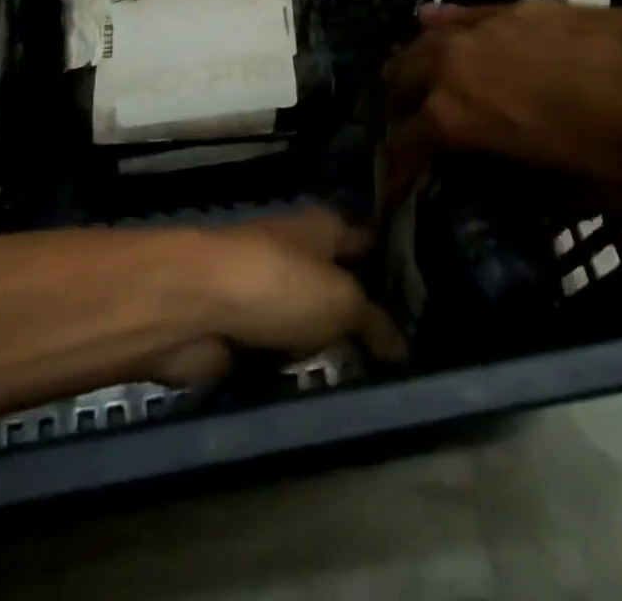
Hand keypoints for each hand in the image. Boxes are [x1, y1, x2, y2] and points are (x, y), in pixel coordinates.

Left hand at [152, 208, 406, 386]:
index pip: (368, 240)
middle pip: (341, 284)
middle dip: (367, 317)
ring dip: (332, 349)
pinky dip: (298, 369)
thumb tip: (402, 347)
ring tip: (377, 384)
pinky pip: (283, 353)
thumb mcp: (342, 300)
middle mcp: (298, 253)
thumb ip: (375, 321)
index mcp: (323, 228)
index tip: (426, 299)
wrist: (195, 306)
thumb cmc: (278, 284)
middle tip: (408, 357)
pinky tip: (328, 393)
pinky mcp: (243, 330)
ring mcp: (268, 292)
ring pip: (312, 323)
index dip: (395, 264)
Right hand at [381, 1, 621, 195]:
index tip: (390, 187)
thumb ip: (546, 202)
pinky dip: (442, 22)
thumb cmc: (620, 151)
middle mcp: (452, 67)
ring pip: (423, 41)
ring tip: (416, 78)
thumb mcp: (579, 196)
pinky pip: (460, 12)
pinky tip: (431, 21)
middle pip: (400, 80)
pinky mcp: (509, 7)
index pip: (403, 145)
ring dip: (414, 64)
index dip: (392, 171)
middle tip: (408, 127)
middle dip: (397, 106)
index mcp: (455, 119)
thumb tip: (541, 213)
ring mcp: (478, 29)